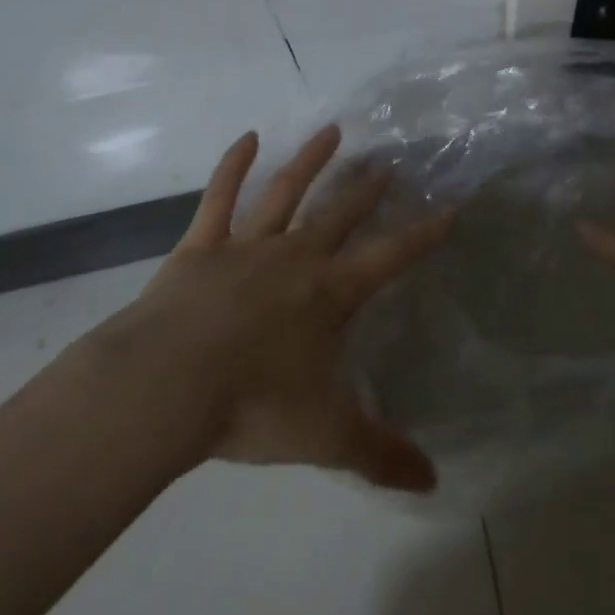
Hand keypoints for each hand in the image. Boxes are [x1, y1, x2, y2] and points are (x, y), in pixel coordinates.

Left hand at [96, 125, 451, 491]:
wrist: (164, 387)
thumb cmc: (252, 406)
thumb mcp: (324, 437)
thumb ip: (379, 455)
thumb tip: (434, 484)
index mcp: (330, 294)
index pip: (391, 256)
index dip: (424, 233)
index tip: (450, 207)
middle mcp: (296, 258)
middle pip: (341, 213)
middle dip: (367, 189)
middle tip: (388, 162)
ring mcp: (247, 246)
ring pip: (287, 192)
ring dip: (311, 161)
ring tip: (332, 131)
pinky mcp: (200, 247)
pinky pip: (219, 197)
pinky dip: (232, 166)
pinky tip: (246, 138)